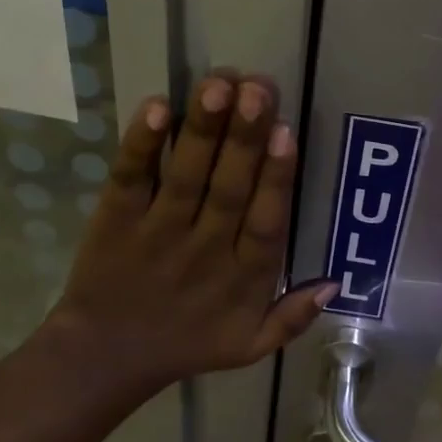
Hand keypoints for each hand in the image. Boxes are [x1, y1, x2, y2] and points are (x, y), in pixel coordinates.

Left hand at [41, 72, 334, 400]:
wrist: (106, 357)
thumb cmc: (187, 344)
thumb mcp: (250, 346)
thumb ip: (293, 317)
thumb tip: (336, 281)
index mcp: (243, 278)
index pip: (265, 223)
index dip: (276, 178)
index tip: (285, 133)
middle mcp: (203, 250)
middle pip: (228, 189)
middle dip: (244, 137)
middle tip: (257, 88)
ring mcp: (156, 232)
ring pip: (184, 176)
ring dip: (203, 129)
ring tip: (218, 85)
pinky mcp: (115, 219)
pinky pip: (130, 178)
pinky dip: (141, 144)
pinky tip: (158, 107)